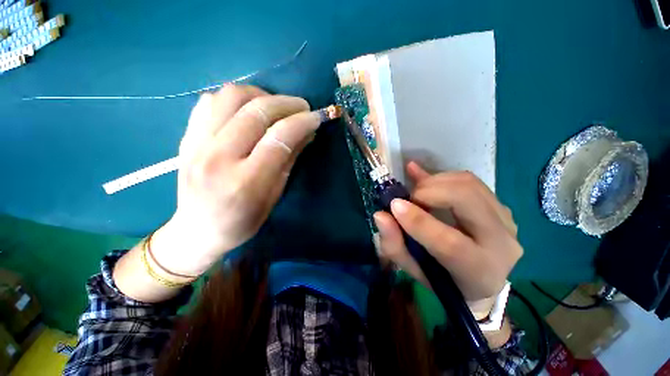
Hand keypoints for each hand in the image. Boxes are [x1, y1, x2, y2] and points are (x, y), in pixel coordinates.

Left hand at [151, 85, 321, 276]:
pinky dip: (234, 100)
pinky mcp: (186, 138)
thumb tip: (306, 133)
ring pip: (230, 97)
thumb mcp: (274, 196)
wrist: (197, 231)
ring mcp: (196, 145)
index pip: (279, 137)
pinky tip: (247, 111)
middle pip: (256, 111)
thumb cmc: (242, 222)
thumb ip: (289, 161)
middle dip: (286, 103)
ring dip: (260, 95)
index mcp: (246, 182)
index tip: (316, 117)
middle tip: (302, 107)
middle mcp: (218, 158)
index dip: (302, 122)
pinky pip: (210, 102)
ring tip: (274, 106)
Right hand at [373, 162, 522, 318]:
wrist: (483, 279)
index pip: (449, 243)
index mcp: (478, 270)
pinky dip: (443, 177)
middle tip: (409, 198)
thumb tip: (380, 215)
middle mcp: (501, 243)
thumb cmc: (444, 279)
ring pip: (468, 183)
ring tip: (417, 194)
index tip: (393, 205)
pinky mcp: (501, 205)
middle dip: (428, 191)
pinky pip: (470, 180)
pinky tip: (425, 179)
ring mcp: (506, 219)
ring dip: (434, 182)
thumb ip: (395, 245)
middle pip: (466, 199)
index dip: (418, 221)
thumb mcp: (414, 269)